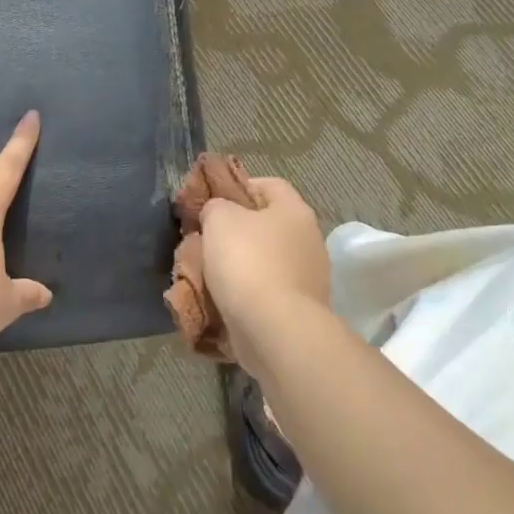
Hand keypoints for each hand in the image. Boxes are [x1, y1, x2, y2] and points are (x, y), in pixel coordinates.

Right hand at [200, 177, 329, 378]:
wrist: (275, 329)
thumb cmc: (247, 261)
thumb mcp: (219, 218)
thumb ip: (215, 206)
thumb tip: (218, 212)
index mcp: (295, 211)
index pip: (269, 184)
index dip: (239, 186)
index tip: (211, 200)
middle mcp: (309, 240)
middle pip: (267, 225)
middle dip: (236, 230)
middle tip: (204, 237)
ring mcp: (309, 278)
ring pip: (265, 260)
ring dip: (239, 264)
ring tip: (206, 272)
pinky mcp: (299, 310)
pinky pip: (266, 292)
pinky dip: (246, 293)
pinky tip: (222, 299)